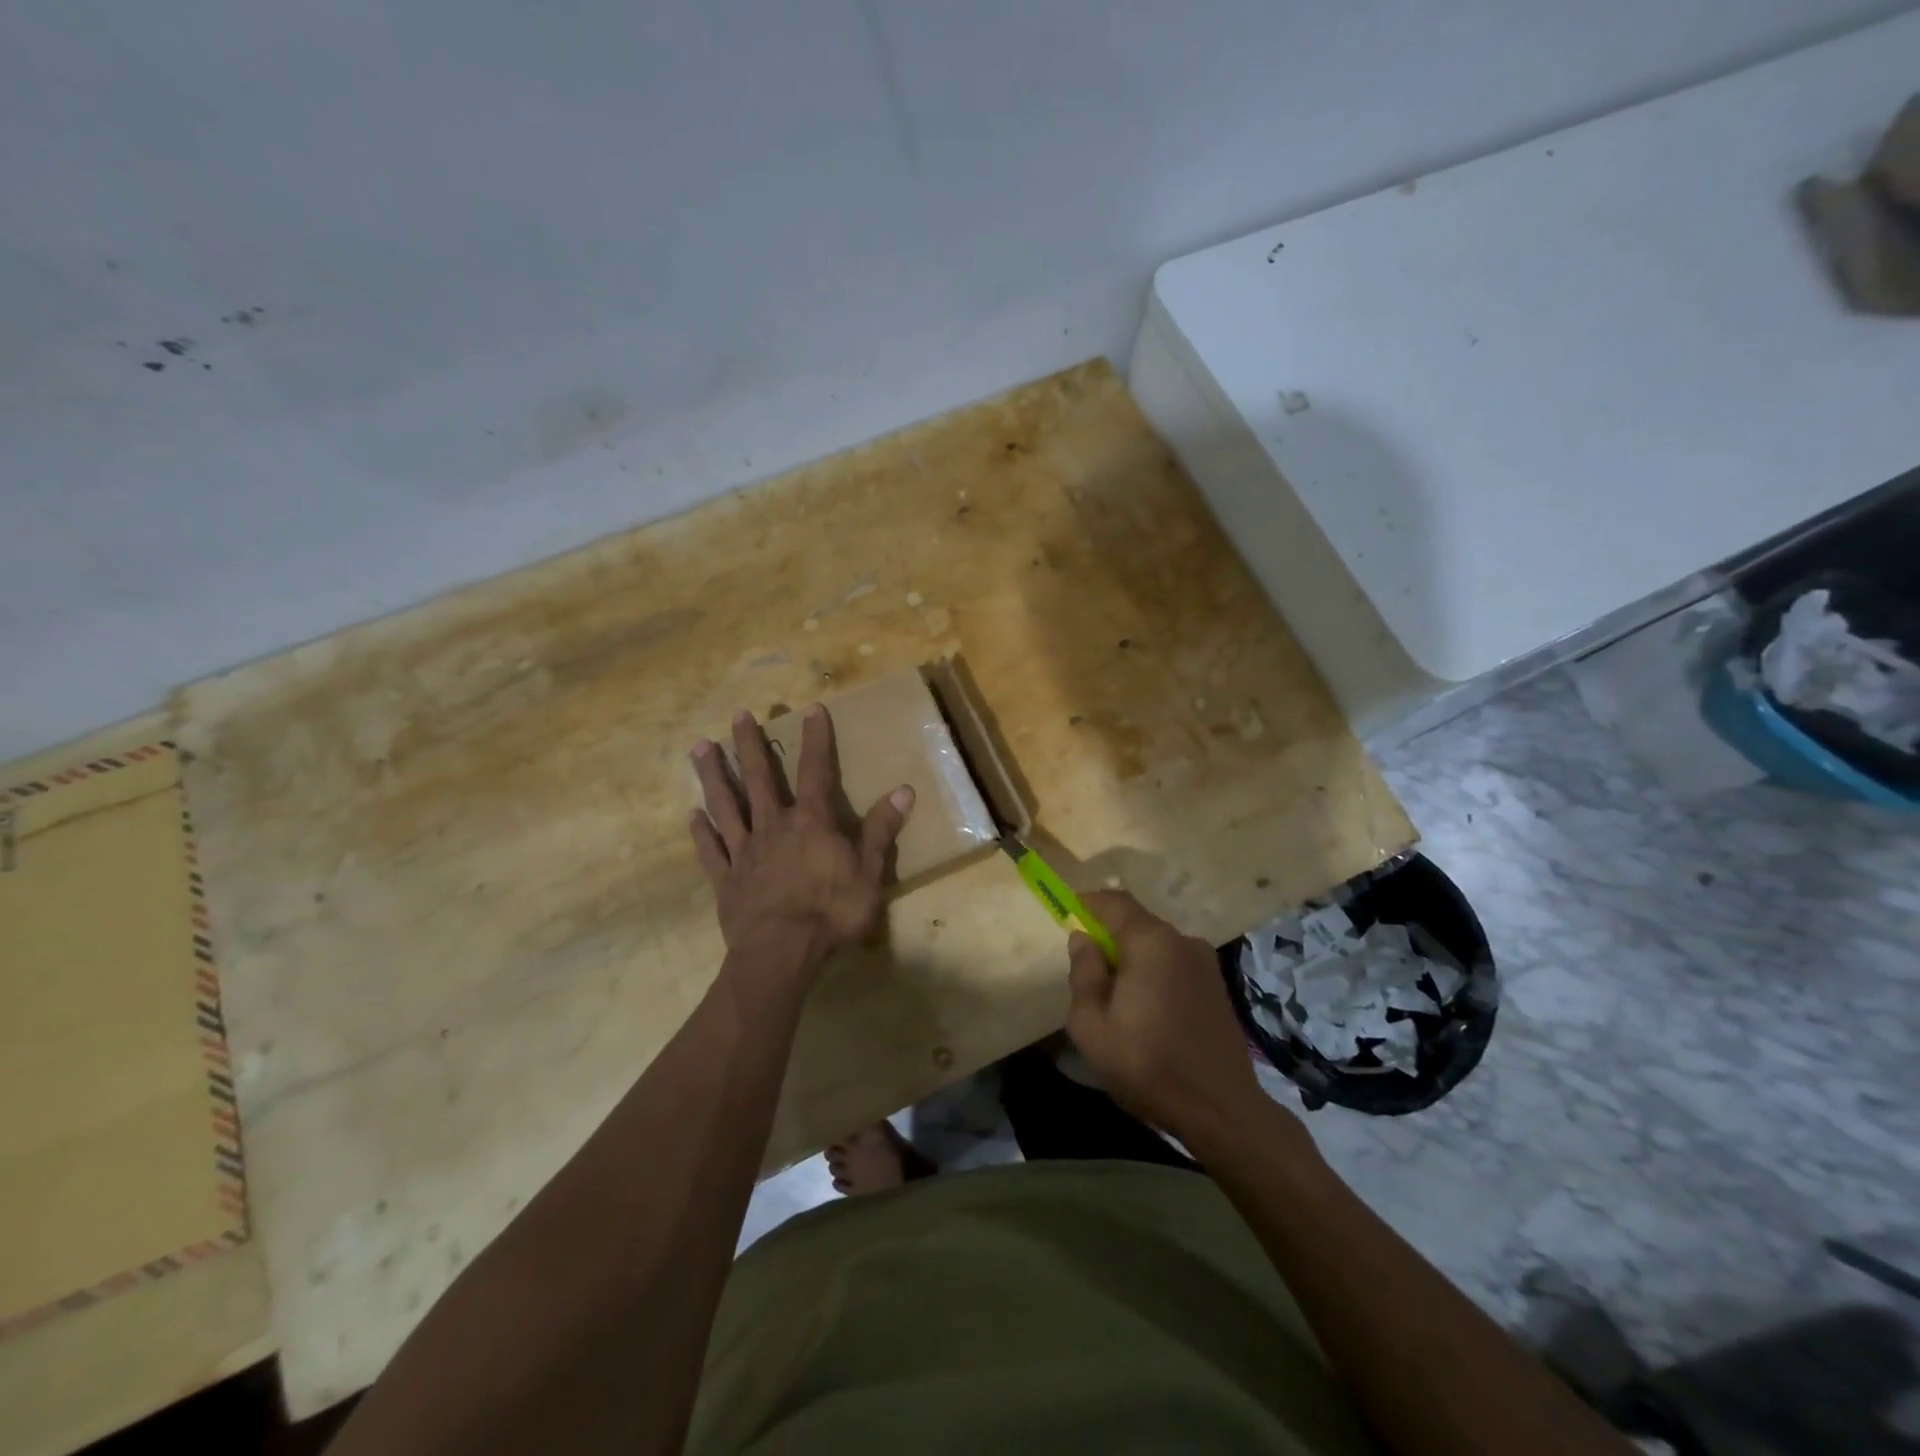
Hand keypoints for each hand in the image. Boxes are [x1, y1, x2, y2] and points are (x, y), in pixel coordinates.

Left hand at [689, 705, 913, 972]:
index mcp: (810, 822)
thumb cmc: (832, 911)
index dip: (816, 739)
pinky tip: (692, 816)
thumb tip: (904, 790)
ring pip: (726, 805)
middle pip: (759, 778)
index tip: (811, 709)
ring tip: (699, 746)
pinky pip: (710, 850)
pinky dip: (701, 832)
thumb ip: (882, 830)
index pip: (816, 771)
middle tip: (738, 715)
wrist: (782, 952)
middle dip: (749, 745)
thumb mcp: (870, 871)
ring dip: (714, 775)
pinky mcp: (726, 880)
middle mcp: (773, 827)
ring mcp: (744, 852)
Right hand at [1065, 890, 1274, 1144]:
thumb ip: (1083, 974)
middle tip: (1086, 967)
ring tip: (1115, 996)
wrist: (1221, 1110)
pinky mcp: (1217, 986)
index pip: (1114, 901)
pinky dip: (1154, 972)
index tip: (1066, 916)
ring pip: (1156, 944)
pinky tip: (1146, 1009)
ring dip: (1132, 957)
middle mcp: (1182, 941)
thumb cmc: (1147, 1065)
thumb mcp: (1092, 1026)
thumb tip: (1082, 939)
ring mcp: (1205, 963)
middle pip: (1136, 922)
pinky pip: (1174, 963)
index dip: (1087, 904)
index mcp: (1151, 942)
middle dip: (1108, 936)